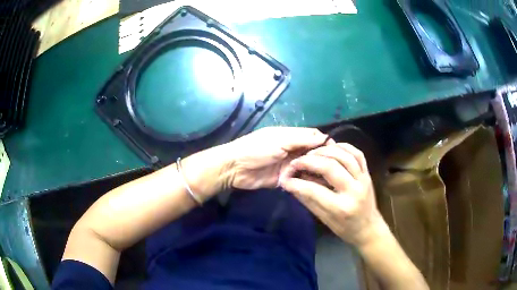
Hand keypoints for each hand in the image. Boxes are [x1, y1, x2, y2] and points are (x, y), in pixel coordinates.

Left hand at [222, 127, 331, 189]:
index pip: (313, 137)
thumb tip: (325, 137)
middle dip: (322, 159)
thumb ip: (302, 139)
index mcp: (291, 136)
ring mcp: (289, 165)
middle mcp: (292, 150)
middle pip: (312, 153)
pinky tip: (316, 186)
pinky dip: (306, 181)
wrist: (235, 169)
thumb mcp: (280, 140)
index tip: (337, 152)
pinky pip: (299, 179)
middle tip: (334, 168)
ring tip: (328, 178)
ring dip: (315, 171)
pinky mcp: (285, 179)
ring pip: (308, 167)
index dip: (325, 143)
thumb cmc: (256, 149)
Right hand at [280, 143, 384, 246]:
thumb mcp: (324, 219)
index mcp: (341, 207)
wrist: (368, 228)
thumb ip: (308, 200)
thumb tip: (290, 184)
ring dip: (325, 150)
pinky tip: (331, 147)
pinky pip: (357, 153)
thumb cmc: (345, 228)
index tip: (285, 178)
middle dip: (309, 161)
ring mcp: (363, 179)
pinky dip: (343, 147)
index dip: (296, 183)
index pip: (314, 190)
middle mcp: (354, 191)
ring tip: (311, 153)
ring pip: (344, 156)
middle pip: (330, 167)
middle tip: (297, 161)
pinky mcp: (368, 173)